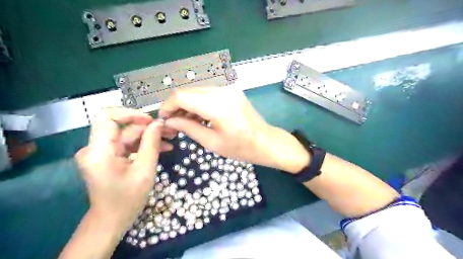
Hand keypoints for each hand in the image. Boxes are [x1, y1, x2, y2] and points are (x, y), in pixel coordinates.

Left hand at [75, 107, 171, 230]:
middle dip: (147, 127)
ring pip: (127, 135)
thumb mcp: (144, 170)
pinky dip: (143, 145)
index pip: (107, 117)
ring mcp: (100, 153)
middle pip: (122, 127)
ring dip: (148, 136)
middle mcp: (94, 148)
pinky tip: (162, 147)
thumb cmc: (128, 199)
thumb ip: (151, 144)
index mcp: (98, 151)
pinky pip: (126, 145)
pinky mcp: (107, 157)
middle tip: (170, 130)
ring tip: (170, 138)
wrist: (111, 220)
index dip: (130, 114)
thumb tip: (158, 123)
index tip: (151, 121)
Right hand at [159, 87, 310, 173]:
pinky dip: (199, 103)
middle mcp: (222, 91)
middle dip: (176, 106)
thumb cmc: (241, 148)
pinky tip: (198, 117)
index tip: (163, 119)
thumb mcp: (212, 142)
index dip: (168, 106)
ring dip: (187, 104)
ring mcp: (228, 89)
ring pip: (197, 92)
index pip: (182, 96)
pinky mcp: (232, 91)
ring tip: (185, 122)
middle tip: (173, 123)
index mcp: (217, 105)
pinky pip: (208, 94)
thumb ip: (188, 128)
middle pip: (188, 91)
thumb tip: (168, 121)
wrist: (266, 141)